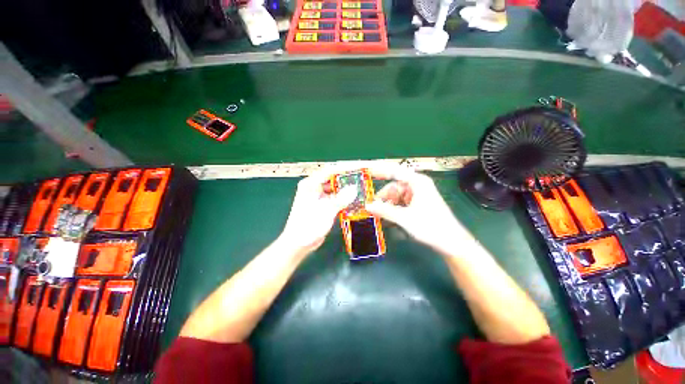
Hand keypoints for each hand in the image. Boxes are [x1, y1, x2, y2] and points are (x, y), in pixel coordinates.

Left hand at [279, 169, 356, 255]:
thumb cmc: (308, 226)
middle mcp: (314, 187)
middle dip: (348, 177)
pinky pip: (335, 197)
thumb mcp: (325, 211)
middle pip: (333, 177)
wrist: (298, 244)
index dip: (346, 168)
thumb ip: (340, 199)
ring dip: (346, 188)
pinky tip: (354, 199)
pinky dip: (344, 197)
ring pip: (335, 187)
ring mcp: (318, 196)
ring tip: (361, 187)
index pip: (330, 170)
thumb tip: (354, 188)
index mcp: (311, 184)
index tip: (359, 167)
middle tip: (363, 177)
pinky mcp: (322, 204)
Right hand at [366, 164, 470, 255]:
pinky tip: (389, 217)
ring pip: (397, 196)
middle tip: (372, 207)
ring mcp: (418, 195)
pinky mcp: (419, 204)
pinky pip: (402, 202)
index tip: (366, 171)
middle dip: (383, 197)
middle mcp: (417, 185)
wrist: (452, 242)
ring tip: (381, 215)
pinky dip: (394, 208)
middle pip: (394, 186)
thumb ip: (384, 211)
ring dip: (388, 204)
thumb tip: (367, 205)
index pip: (394, 171)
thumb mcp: (404, 218)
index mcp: (417, 182)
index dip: (379, 170)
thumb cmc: (430, 226)